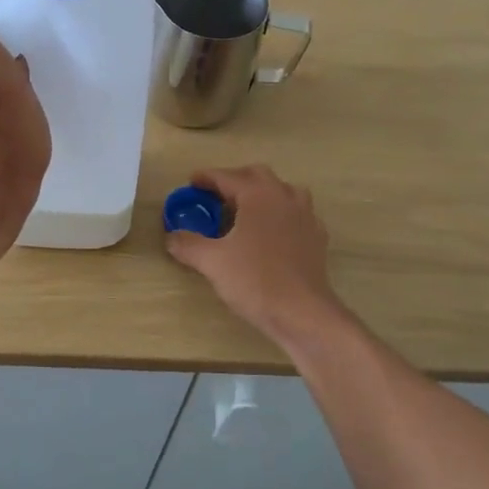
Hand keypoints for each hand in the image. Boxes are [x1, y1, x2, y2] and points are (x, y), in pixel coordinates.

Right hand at [165, 165, 342, 342]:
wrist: (301, 312)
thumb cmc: (255, 280)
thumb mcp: (213, 262)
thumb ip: (188, 244)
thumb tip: (172, 236)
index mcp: (258, 195)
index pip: (228, 177)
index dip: (207, 178)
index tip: (191, 182)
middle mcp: (284, 197)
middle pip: (258, 176)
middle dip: (235, 180)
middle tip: (216, 195)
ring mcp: (306, 216)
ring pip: (283, 191)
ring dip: (262, 193)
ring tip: (245, 209)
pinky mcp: (317, 237)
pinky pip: (297, 213)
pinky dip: (281, 214)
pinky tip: (272, 232)